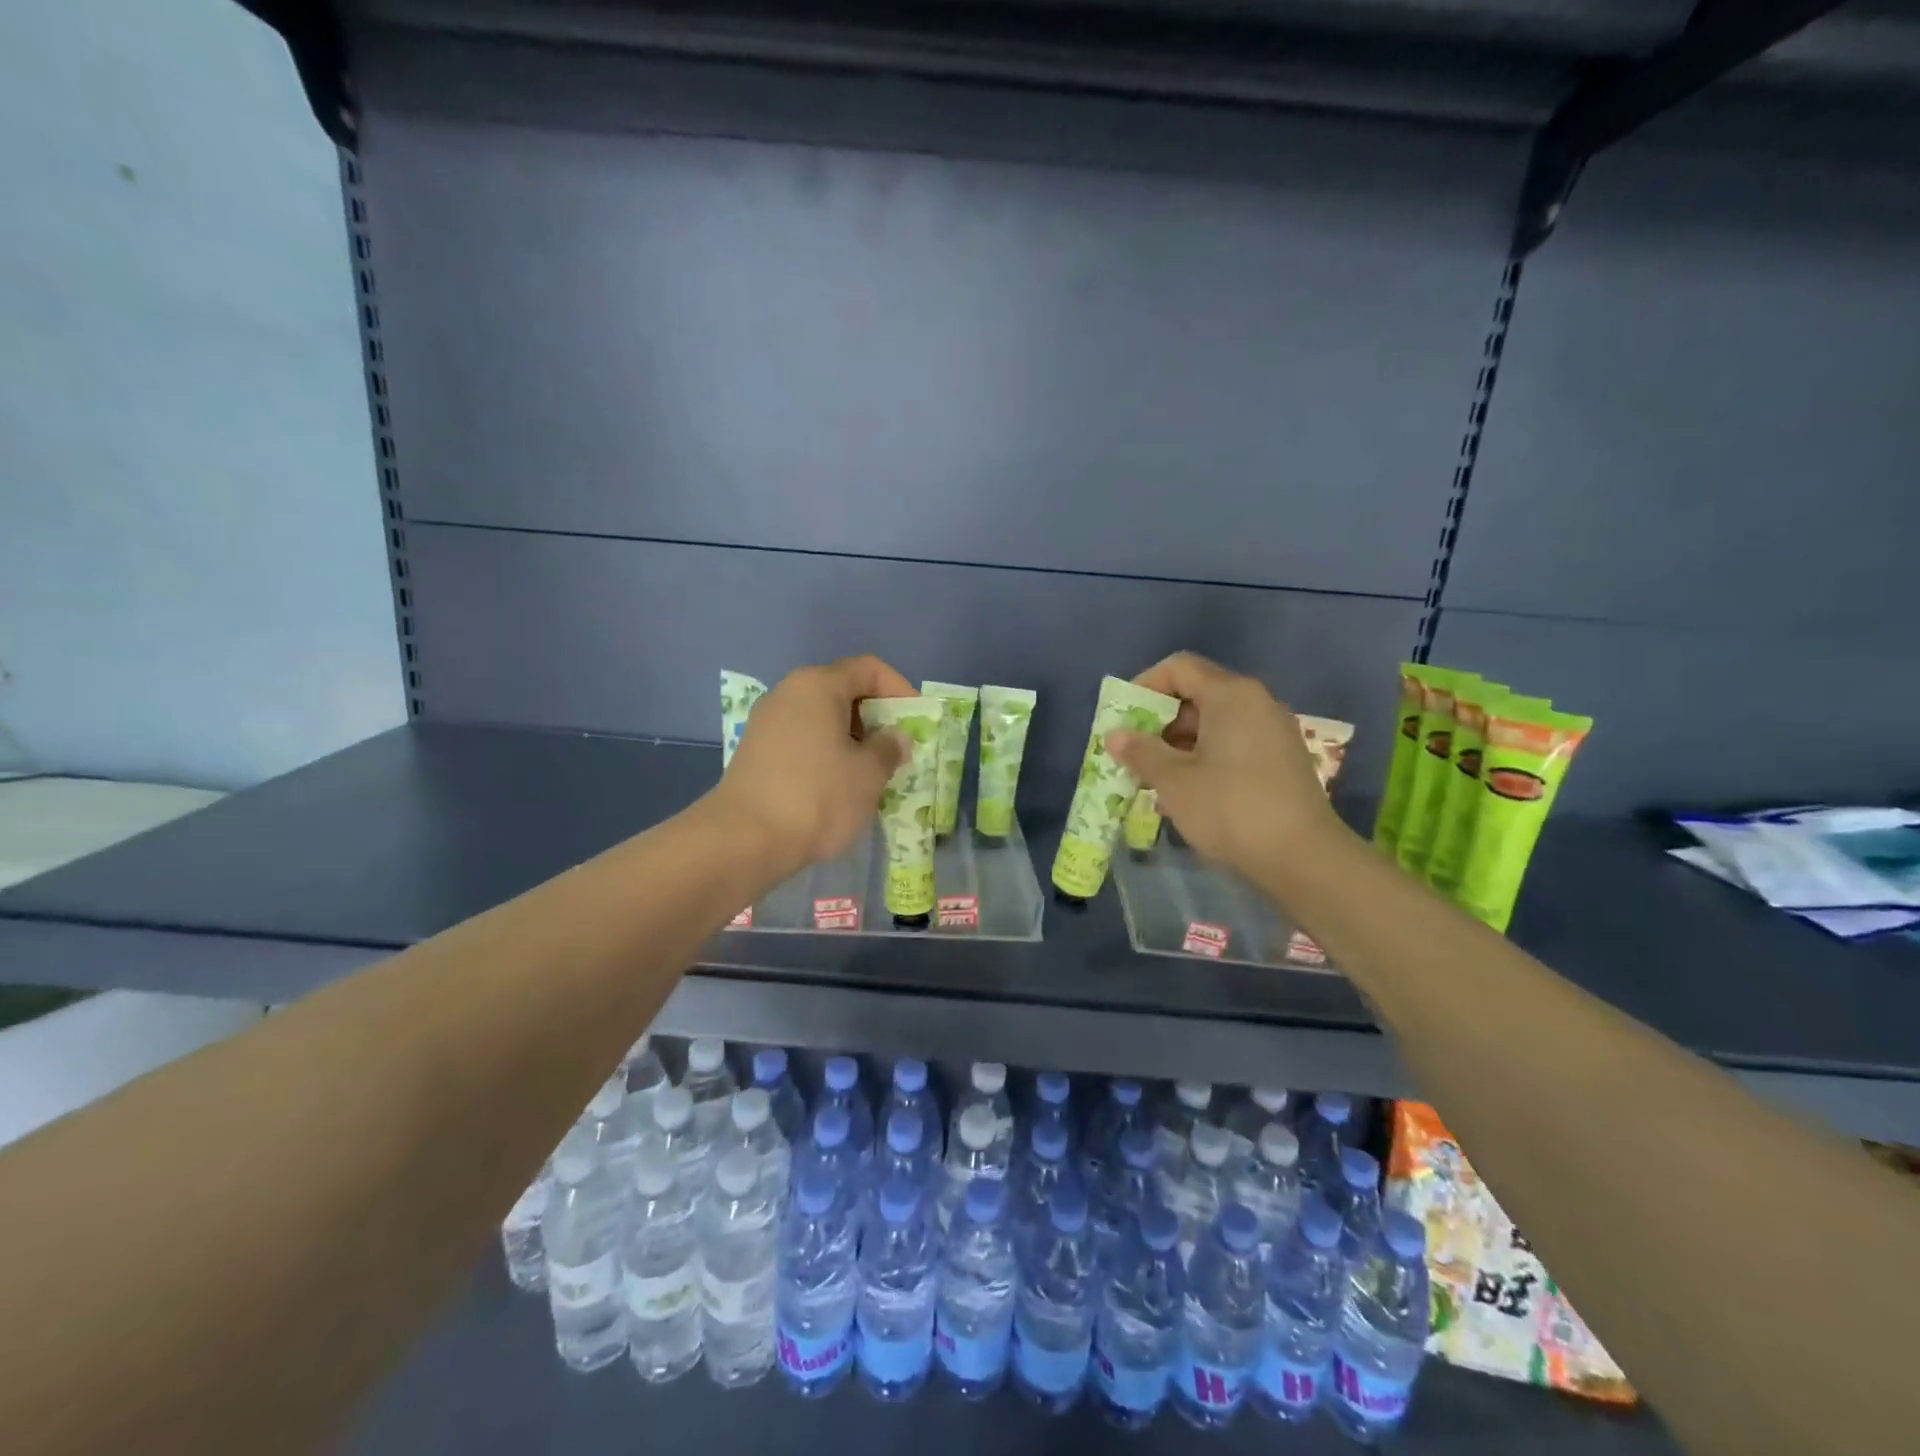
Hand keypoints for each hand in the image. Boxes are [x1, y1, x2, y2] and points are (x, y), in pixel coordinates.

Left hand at [707, 655, 914, 872]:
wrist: (744, 840)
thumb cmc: (817, 797)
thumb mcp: (868, 774)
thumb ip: (889, 748)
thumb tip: (894, 737)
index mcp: (818, 686)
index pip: (868, 669)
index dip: (899, 690)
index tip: (916, 722)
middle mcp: (788, 693)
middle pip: (843, 691)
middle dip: (876, 717)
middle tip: (897, 750)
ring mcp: (767, 722)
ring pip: (822, 718)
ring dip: (852, 739)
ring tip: (871, 772)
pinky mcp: (755, 752)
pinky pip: (802, 739)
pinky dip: (826, 753)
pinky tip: (838, 786)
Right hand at [1105, 652, 1345, 877]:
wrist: (1303, 859)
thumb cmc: (1230, 809)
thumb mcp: (1174, 781)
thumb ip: (1141, 751)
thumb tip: (1114, 735)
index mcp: (1231, 695)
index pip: (1179, 668)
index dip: (1144, 686)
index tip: (1124, 719)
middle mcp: (1256, 703)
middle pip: (1196, 695)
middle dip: (1158, 722)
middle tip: (1133, 753)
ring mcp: (1273, 732)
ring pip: (1213, 724)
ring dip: (1178, 745)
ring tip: (1153, 778)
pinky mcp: (1280, 760)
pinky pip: (1232, 744)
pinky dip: (1204, 758)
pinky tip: (1185, 793)